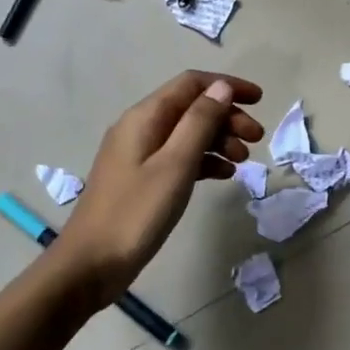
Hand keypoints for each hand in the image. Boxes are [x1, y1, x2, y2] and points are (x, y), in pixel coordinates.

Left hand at [60, 71, 263, 304]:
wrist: (89, 265)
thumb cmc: (136, 212)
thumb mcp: (175, 164)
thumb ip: (200, 122)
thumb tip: (222, 87)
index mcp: (145, 116)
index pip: (192, 83)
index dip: (227, 86)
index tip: (261, 101)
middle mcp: (141, 127)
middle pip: (191, 107)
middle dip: (227, 117)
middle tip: (257, 139)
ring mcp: (139, 154)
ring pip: (187, 133)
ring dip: (219, 140)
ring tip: (244, 161)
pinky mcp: (141, 178)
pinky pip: (179, 157)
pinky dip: (204, 160)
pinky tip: (223, 175)